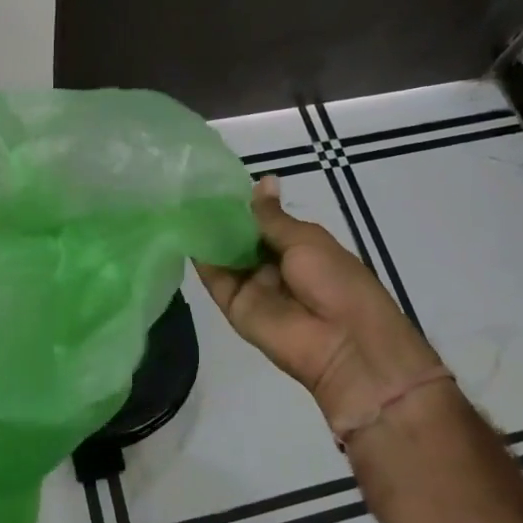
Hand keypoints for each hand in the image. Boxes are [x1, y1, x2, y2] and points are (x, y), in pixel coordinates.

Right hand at [195, 176, 443, 430]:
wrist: (345, 344)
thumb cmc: (336, 281)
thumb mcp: (306, 239)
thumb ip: (272, 216)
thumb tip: (263, 179)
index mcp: (297, 245)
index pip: (262, 219)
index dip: (242, 202)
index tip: (213, 179)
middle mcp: (271, 263)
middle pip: (239, 236)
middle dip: (218, 215)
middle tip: (187, 185)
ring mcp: (251, 284)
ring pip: (222, 254)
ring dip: (204, 231)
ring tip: (177, 199)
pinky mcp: (233, 305)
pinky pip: (213, 278)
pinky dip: (198, 256)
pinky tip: (179, 229)